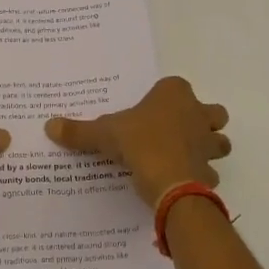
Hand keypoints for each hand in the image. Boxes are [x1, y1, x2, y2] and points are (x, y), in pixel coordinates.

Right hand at [45, 76, 229, 204]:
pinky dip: (201, 176)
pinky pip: (210, 171)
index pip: (176, 86)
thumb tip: (49, 126)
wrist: (169, 181)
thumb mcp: (103, 134)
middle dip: (202, 120)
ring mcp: (208, 143)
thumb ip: (79, 131)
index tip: (150, 111)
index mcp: (174, 94)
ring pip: (219, 141)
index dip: (166, 97)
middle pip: (212, 112)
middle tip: (178, 133)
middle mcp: (197, 113)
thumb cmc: (138, 143)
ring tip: (184, 157)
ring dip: (208, 148)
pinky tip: (181, 182)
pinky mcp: (210, 171)